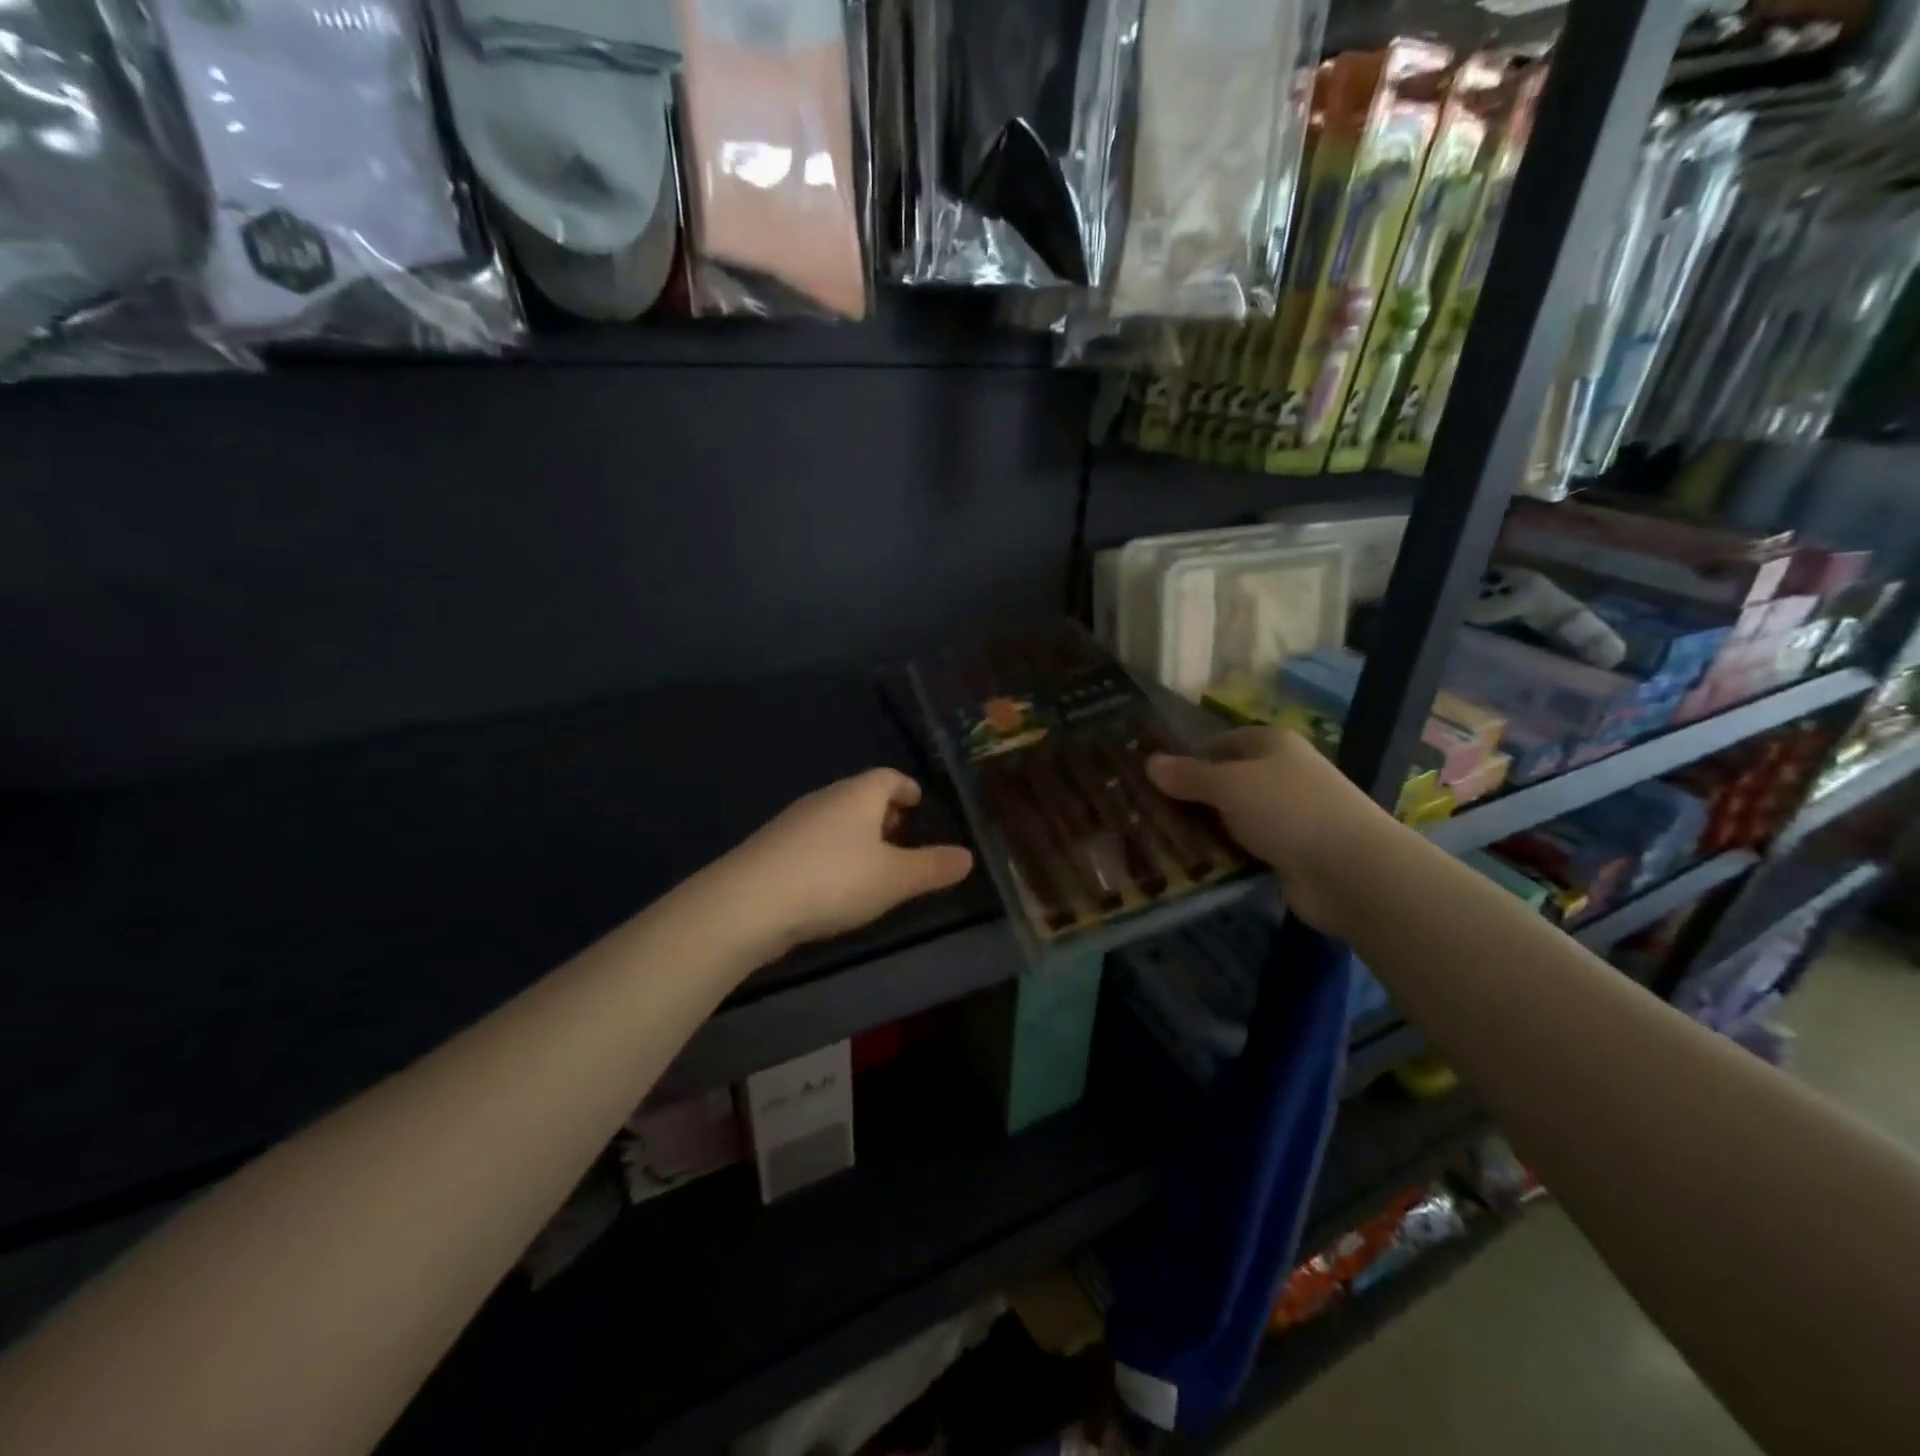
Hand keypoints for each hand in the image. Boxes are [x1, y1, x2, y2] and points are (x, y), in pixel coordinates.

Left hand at [721, 769, 975, 952]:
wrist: (748, 903)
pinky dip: (831, 851)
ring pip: (835, 818)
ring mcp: (793, 821)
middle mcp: (825, 798)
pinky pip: (813, 840)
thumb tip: (968, 856)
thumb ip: (933, 867)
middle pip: (860, 795)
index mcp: (858, 794)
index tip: (918, 802)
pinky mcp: (771, 848)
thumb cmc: (834, 880)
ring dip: (856, 834)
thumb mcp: (895, 879)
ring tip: (872, 863)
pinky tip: (833, 882)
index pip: (888, 777)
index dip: (906, 788)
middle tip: (902, 835)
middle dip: (883, 812)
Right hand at [1146, 727, 1391, 934]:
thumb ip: (1188, 775)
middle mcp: (1281, 774)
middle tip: (1147, 812)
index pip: (1220, 742)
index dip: (1187, 757)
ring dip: (1204, 828)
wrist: (1350, 871)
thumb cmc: (1288, 810)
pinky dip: (1223, 853)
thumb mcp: (1229, 785)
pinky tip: (1193, 864)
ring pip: (1233, 816)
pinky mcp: (1289, 852)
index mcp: (1272, 745)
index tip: (1153, 778)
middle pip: (1224, 780)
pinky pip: (1245, 847)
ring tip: (1160, 840)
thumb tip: (1149, 762)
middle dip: (1190, 797)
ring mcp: (1287, 815)